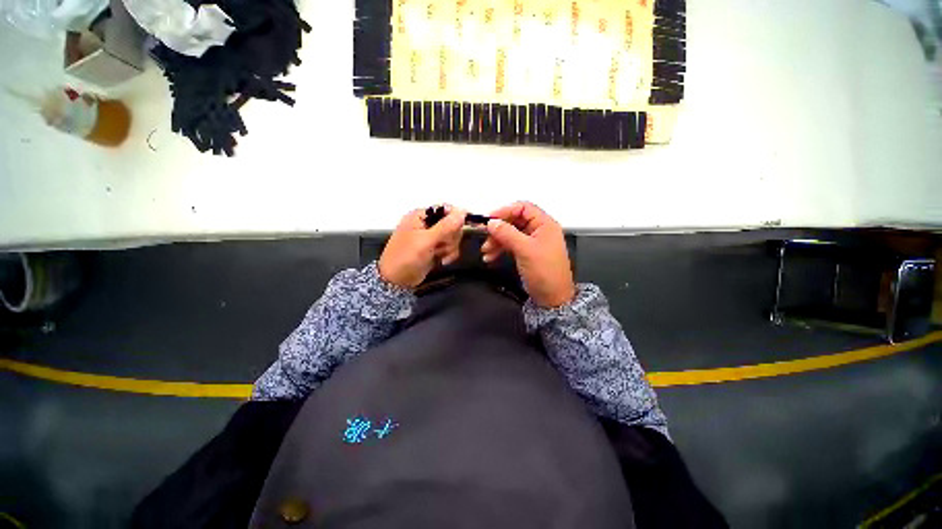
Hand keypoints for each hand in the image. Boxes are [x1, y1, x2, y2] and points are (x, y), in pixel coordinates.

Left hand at [379, 206, 466, 287]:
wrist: (397, 281)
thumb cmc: (406, 257)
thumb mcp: (426, 241)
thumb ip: (445, 226)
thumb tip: (462, 211)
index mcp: (421, 216)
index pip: (445, 209)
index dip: (456, 217)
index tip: (463, 227)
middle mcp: (427, 224)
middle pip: (452, 223)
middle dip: (451, 237)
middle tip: (442, 245)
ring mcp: (432, 238)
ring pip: (453, 237)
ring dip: (450, 247)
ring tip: (439, 255)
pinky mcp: (436, 249)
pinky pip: (451, 247)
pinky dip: (449, 254)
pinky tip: (442, 261)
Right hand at [481, 202, 575, 307]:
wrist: (552, 298)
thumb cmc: (545, 272)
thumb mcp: (525, 250)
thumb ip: (507, 233)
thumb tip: (491, 222)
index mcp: (544, 224)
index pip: (523, 208)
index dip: (505, 211)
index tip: (490, 220)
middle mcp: (539, 230)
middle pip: (514, 221)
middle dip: (498, 229)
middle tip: (485, 237)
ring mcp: (532, 242)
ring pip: (510, 234)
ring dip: (497, 240)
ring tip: (486, 251)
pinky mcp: (526, 252)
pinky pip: (510, 245)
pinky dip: (500, 249)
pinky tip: (491, 256)